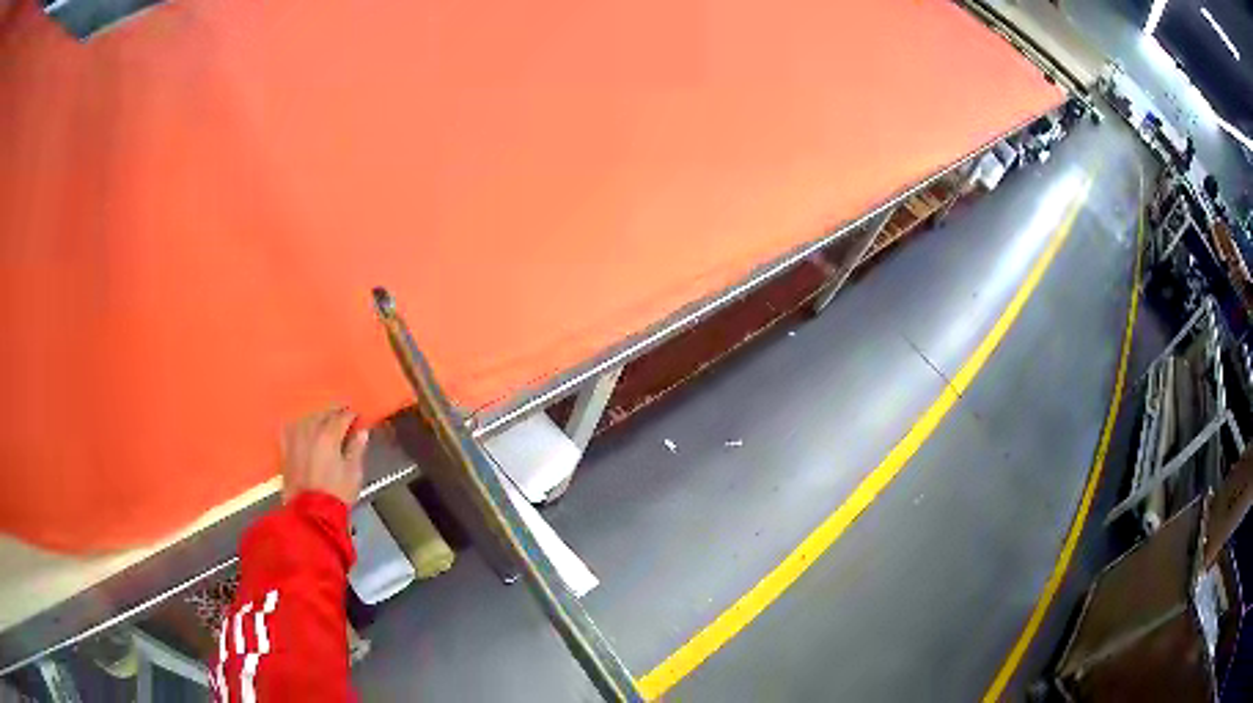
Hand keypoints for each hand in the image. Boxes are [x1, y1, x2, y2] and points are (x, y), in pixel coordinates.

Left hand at [280, 408, 368, 505]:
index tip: (357, 417)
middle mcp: (310, 432)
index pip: (342, 417)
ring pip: (306, 419)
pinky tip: (301, 428)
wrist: (311, 513)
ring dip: (316, 417)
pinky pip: (290, 429)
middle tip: (342, 416)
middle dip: (333, 413)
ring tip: (323, 421)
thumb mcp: (353, 473)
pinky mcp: (286, 450)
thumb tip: (361, 432)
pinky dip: (298, 426)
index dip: (351, 416)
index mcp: (329, 436)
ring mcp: (295, 440)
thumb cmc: (337, 494)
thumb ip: (356, 449)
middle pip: (322, 414)